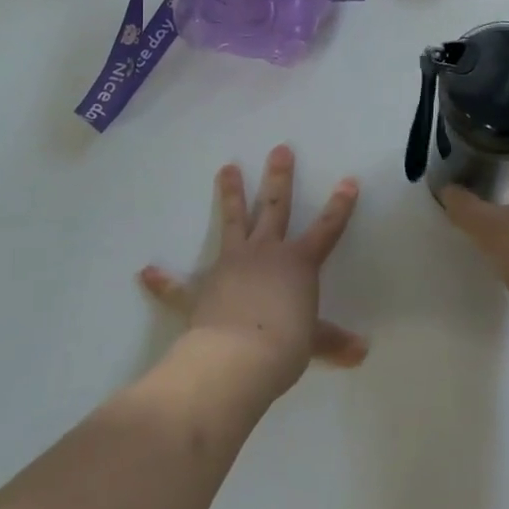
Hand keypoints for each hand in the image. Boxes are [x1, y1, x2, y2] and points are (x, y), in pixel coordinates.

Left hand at [139, 145, 366, 395]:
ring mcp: (231, 265)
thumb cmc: (284, 345)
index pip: (326, 229)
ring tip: (226, 168)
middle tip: (280, 149)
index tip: (349, 180)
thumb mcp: (314, 342)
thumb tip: (362, 352)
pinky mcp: (201, 290)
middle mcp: (265, 253)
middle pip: (274, 208)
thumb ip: (334, 342)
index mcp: (297, 263)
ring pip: (232, 222)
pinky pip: (179, 286)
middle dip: (279, 178)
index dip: (339, 206)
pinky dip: (163, 281)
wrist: (237, 358)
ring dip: (230, 196)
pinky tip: (146, 272)